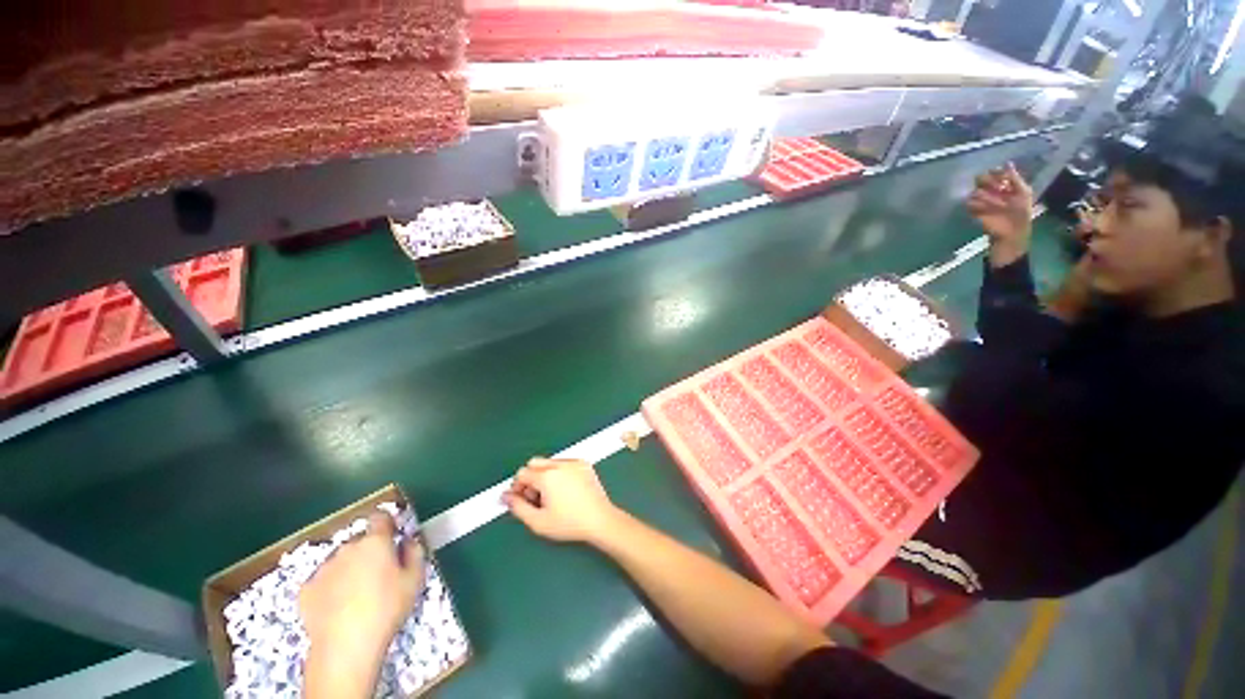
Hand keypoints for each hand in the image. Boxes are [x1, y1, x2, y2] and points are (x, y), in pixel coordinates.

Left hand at [300, 512, 424, 697]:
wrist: (345, 646)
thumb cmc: (387, 609)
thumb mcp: (415, 579)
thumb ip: (415, 552)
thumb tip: (409, 541)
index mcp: (376, 542)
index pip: (380, 517)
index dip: (387, 524)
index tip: (393, 535)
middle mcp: (347, 548)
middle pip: (360, 542)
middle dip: (369, 552)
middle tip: (379, 575)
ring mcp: (323, 569)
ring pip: (341, 561)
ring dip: (349, 569)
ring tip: (357, 595)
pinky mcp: (305, 590)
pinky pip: (323, 581)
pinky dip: (331, 588)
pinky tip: (338, 607)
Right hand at [504, 458, 622, 545]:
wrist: (600, 520)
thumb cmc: (570, 523)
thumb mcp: (538, 522)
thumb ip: (517, 507)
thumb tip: (505, 497)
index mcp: (547, 476)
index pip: (522, 473)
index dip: (517, 488)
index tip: (521, 500)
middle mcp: (560, 464)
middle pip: (534, 463)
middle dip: (530, 478)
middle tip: (535, 498)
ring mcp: (574, 462)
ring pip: (549, 462)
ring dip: (544, 475)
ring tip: (551, 496)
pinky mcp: (584, 464)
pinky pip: (564, 463)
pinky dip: (559, 473)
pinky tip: (565, 490)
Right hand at [968, 163, 1032, 265]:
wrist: (1011, 232)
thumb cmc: (1021, 213)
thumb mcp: (1024, 193)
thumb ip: (1015, 178)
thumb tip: (1007, 163)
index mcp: (1006, 186)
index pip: (997, 174)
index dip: (996, 172)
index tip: (994, 172)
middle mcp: (993, 192)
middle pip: (983, 180)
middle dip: (986, 182)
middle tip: (991, 187)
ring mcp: (983, 201)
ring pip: (976, 192)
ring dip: (983, 196)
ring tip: (991, 204)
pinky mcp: (975, 211)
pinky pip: (969, 204)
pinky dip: (975, 205)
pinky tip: (983, 209)